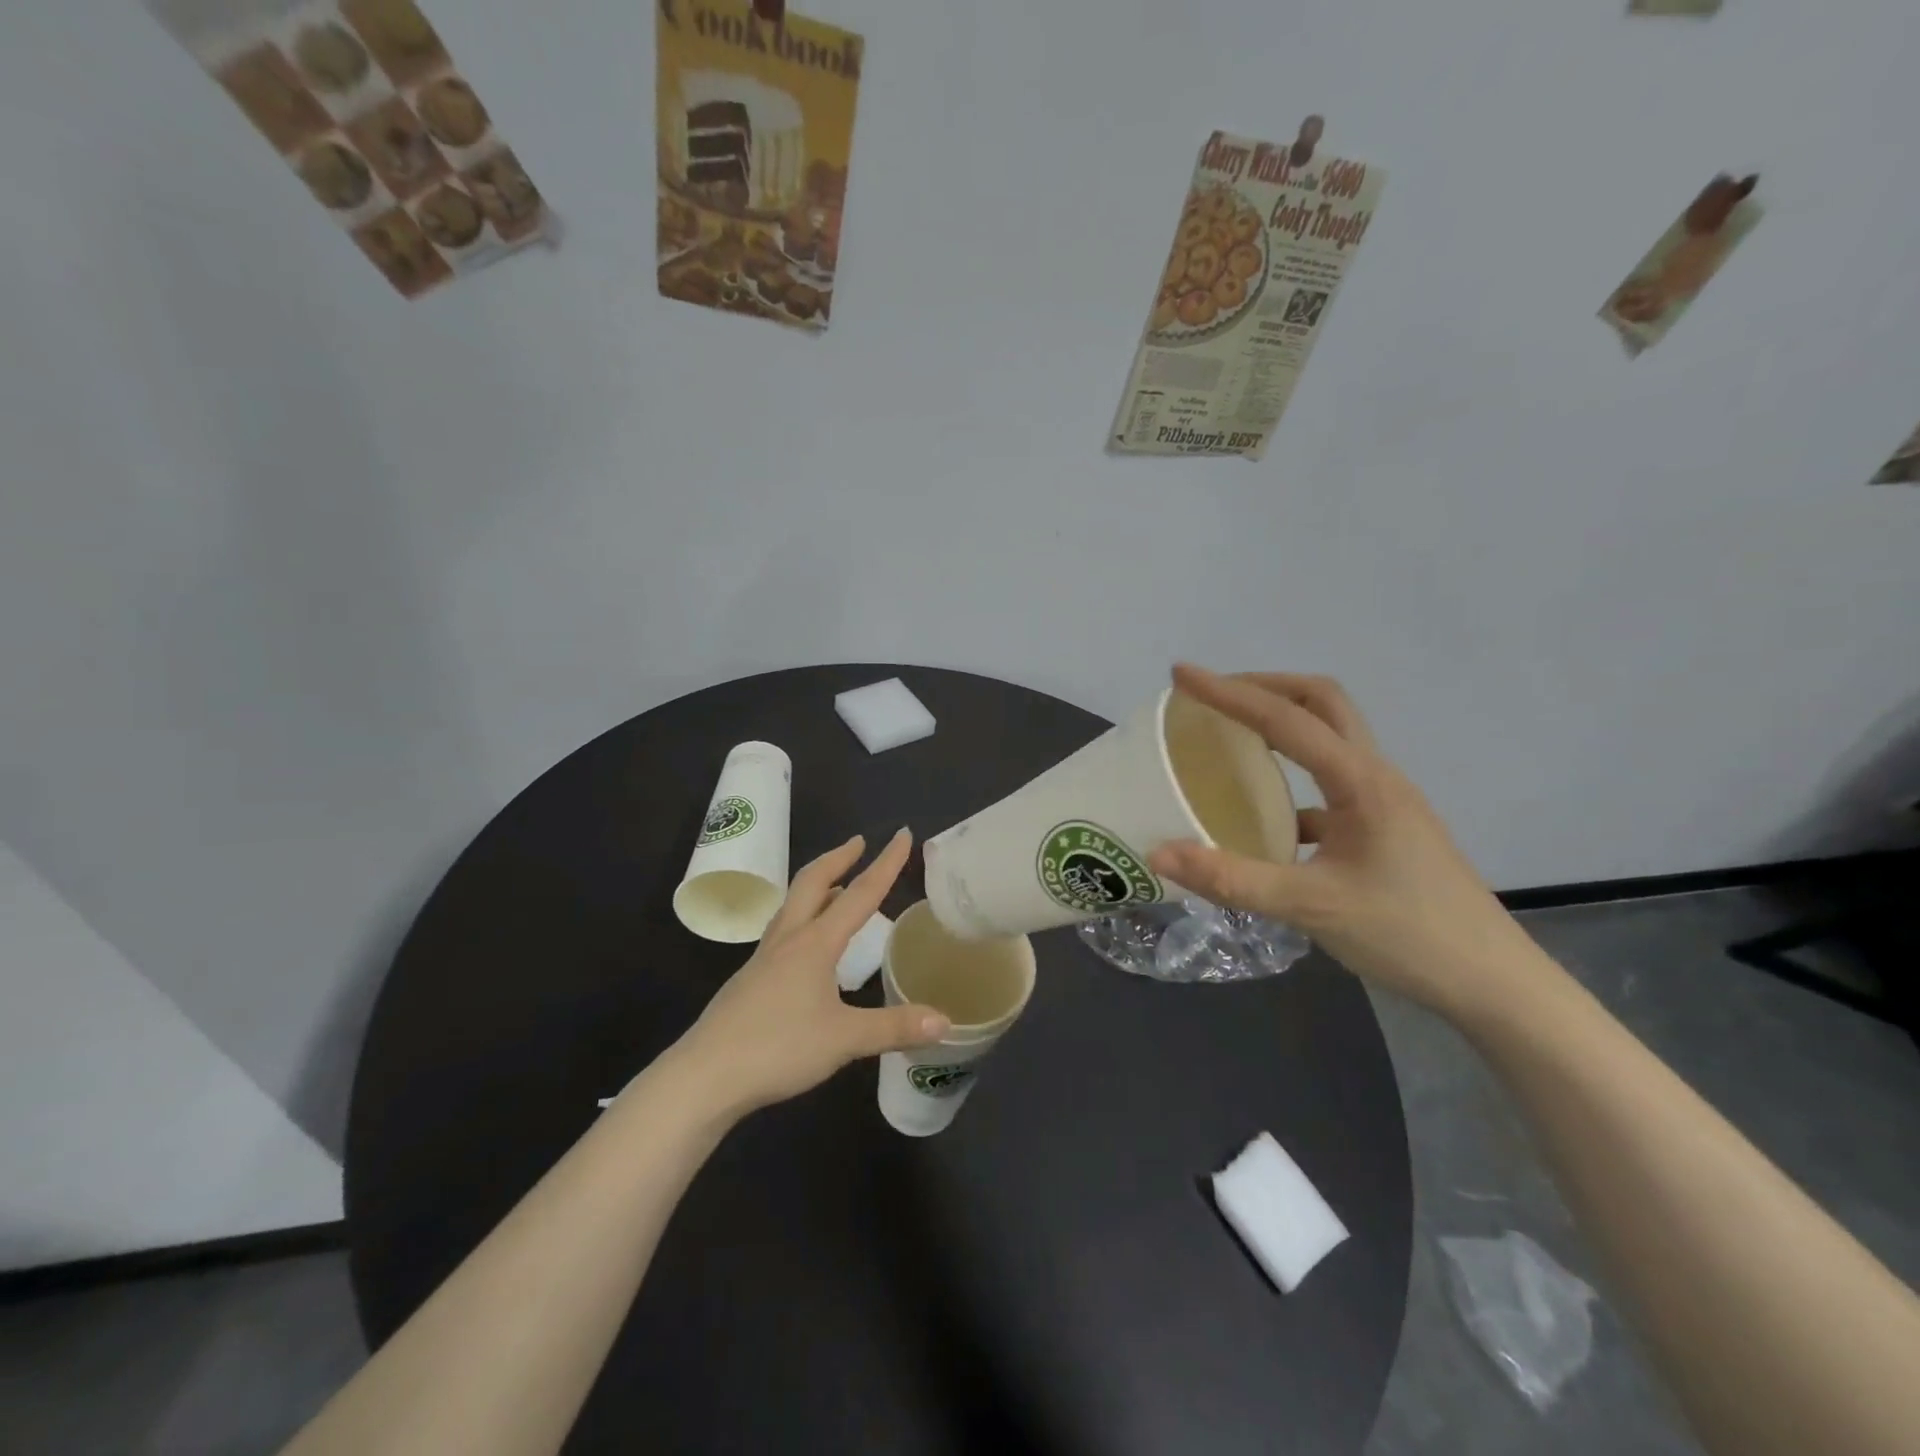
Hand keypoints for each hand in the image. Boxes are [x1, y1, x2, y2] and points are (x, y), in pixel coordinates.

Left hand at [676, 829, 949, 1115]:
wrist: (705, 1076)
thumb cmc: (778, 1048)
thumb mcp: (845, 1039)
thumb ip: (894, 1027)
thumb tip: (946, 1021)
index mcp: (815, 943)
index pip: (860, 894)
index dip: (885, 863)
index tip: (901, 834)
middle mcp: (788, 940)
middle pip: (812, 883)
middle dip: (838, 858)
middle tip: (858, 843)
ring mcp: (764, 959)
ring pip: (793, 905)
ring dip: (818, 885)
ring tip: (836, 885)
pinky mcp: (750, 981)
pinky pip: (783, 932)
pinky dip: (804, 918)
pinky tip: (808, 945)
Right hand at [1149, 665, 1542, 1019]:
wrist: (1493, 984)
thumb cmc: (1409, 935)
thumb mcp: (1311, 907)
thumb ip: (1232, 879)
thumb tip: (1158, 854)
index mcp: (1361, 781)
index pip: (1286, 718)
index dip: (1229, 692)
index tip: (1182, 675)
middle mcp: (1375, 776)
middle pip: (1322, 702)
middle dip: (1265, 687)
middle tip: (1213, 697)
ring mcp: (1384, 801)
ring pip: (1330, 737)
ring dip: (1282, 723)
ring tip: (1231, 737)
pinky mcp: (1384, 828)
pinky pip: (1330, 783)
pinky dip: (1293, 779)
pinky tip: (1267, 817)